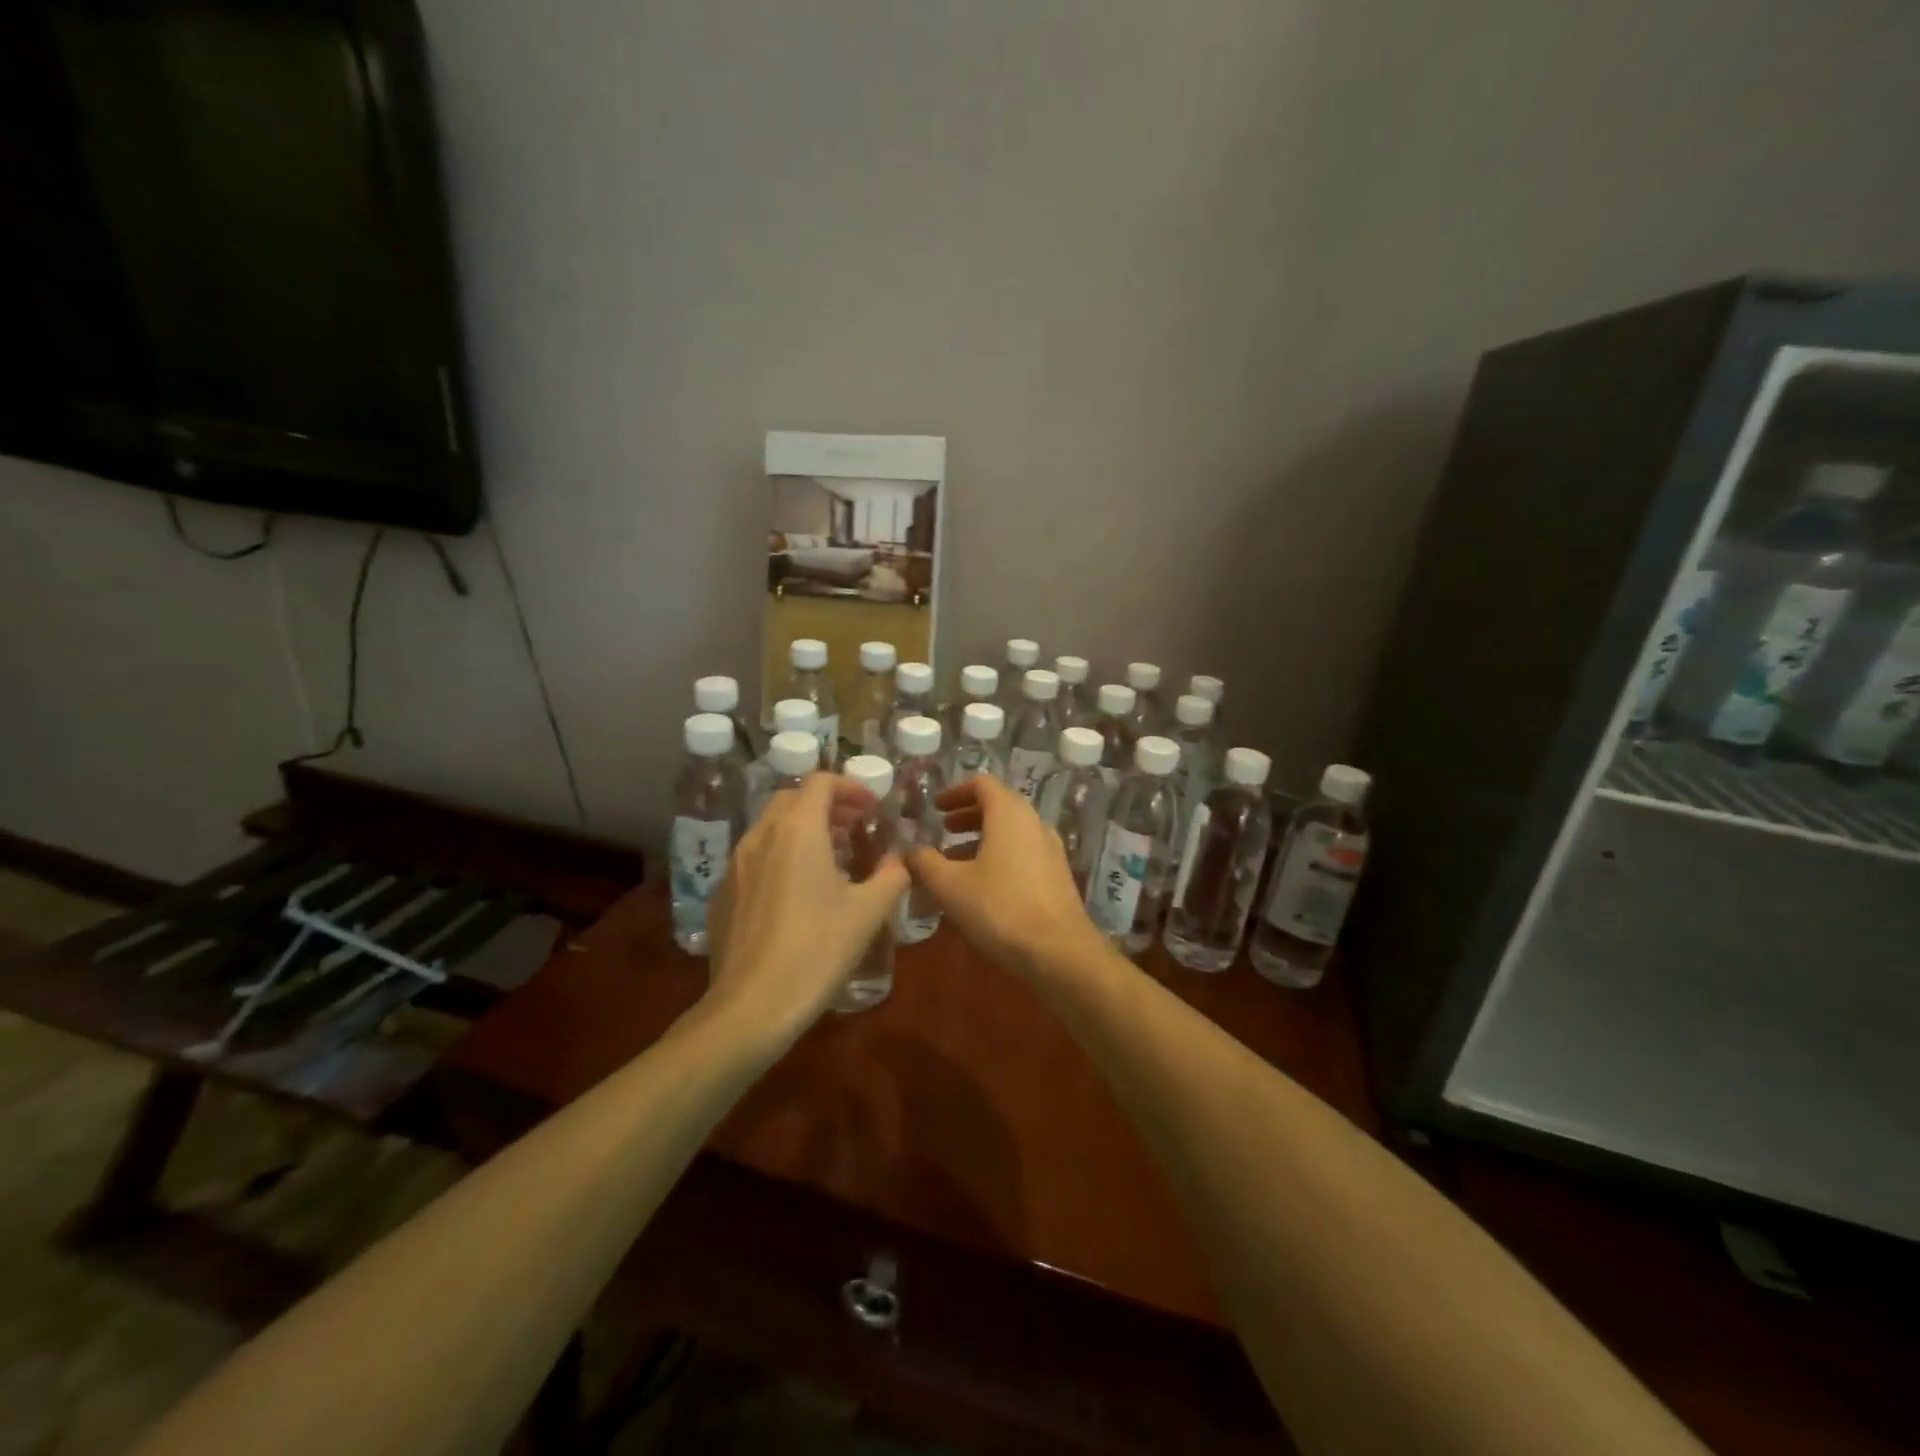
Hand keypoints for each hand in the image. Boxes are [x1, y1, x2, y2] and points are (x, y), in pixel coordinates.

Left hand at [704, 773, 908, 1046]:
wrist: (751, 1006)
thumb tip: (897, 861)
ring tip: (831, 859)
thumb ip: (891, 876)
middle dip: (826, 805)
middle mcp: (761, 835)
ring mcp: (735, 865)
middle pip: (792, 799)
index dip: (850, 787)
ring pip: (770, 827)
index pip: (820, 782)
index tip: (872, 807)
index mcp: (797, 830)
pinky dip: (780, 855)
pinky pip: (755, 857)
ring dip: (802, 829)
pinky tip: (797, 893)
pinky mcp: (722, 893)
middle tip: (854, 827)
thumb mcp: (868, 912)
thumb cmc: (817, 950)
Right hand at [905, 775, 1104, 981]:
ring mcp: (1050, 849)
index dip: (955, 792)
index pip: (982, 784)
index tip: (935, 807)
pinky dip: (999, 857)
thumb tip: (910, 851)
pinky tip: (982, 886)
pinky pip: (1023, 853)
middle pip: (999, 806)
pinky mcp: (1057, 875)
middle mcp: (1034, 823)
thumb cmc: (1000, 908)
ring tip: (955, 861)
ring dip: (982, 839)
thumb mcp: (950, 886)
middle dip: (968, 816)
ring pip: (1011, 832)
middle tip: (943, 830)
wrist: (1059, 952)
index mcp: (1009, 813)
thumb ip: (925, 863)